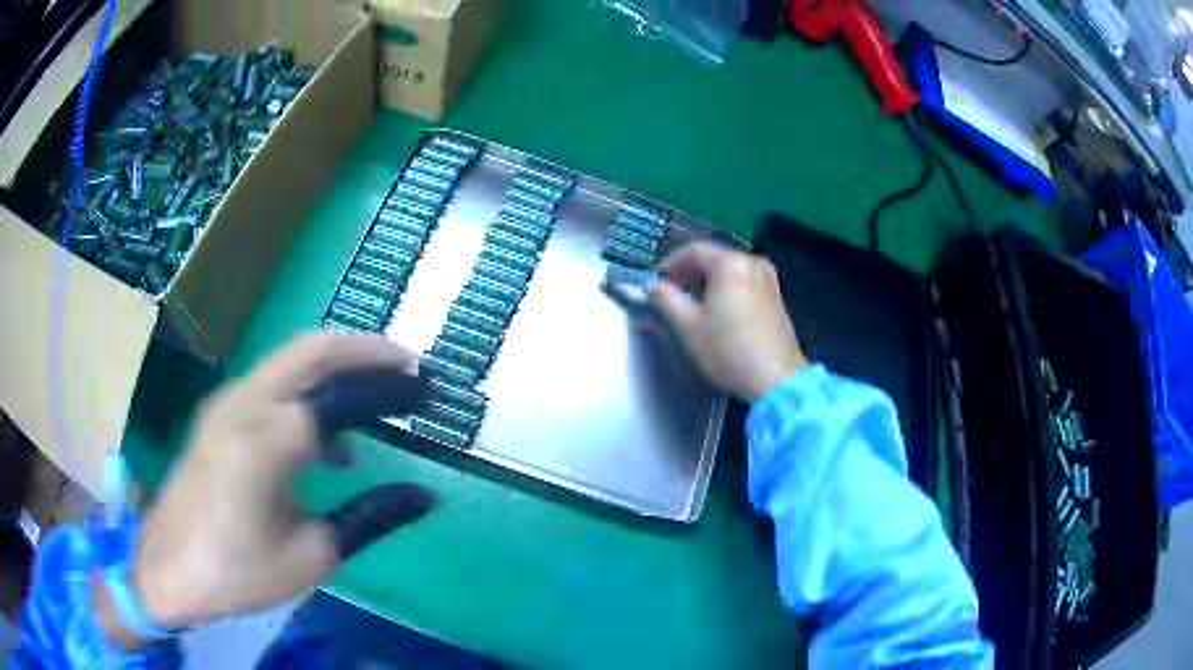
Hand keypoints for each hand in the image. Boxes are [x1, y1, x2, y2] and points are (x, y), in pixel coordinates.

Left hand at [126, 333, 434, 634]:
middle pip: (314, 348)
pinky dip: (309, 393)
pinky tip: (329, 443)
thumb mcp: (311, 556)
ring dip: (337, 368)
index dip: (391, 390)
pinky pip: (273, 385)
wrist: (166, 569)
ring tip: (378, 396)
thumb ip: (370, 517)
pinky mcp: (219, 415)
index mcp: (267, 439)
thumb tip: (424, 495)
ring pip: (291, 360)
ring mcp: (227, 402)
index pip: (343, 397)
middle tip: (409, 367)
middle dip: (367, 349)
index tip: (429, 392)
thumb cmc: (237, 572)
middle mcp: (245, 403)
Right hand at [652, 242, 807, 401]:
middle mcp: (752, 262)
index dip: (670, 264)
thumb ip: (665, 299)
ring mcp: (768, 279)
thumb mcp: (687, 326)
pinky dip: (728, 290)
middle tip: (674, 297)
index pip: (693, 250)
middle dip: (690, 274)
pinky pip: (745, 282)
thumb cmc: (728, 350)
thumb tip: (653, 285)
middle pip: (713, 258)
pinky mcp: (776, 297)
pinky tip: (720, 314)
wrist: (776, 379)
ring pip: (730, 271)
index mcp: (730, 263)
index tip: (658, 283)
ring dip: (709, 283)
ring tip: (696, 308)